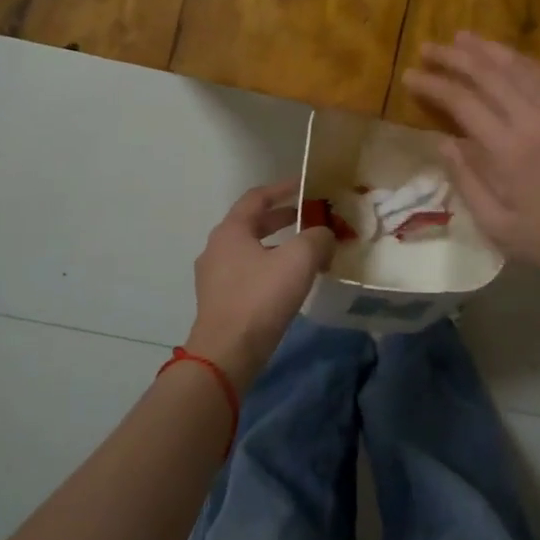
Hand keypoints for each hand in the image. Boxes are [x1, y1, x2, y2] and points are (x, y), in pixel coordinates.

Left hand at [187, 180, 336, 389]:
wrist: (226, 354)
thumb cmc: (260, 298)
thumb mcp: (299, 260)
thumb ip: (317, 238)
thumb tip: (324, 235)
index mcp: (231, 230)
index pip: (258, 197)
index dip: (284, 188)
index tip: (307, 185)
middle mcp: (217, 248)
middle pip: (253, 223)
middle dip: (283, 218)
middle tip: (310, 217)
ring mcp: (215, 277)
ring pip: (251, 250)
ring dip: (278, 245)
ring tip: (306, 252)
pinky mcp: (220, 301)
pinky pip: (248, 273)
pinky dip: (270, 267)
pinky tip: (290, 282)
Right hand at [401, 33, 539, 288]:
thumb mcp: (497, 225)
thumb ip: (466, 180)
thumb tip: (443, 142)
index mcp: (508, 150)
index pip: (462, 102)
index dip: (433, 85)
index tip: (409, 75)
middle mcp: (532, 119)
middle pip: (487, 74)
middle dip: (453, 57)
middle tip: (427, 48)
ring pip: (517, 66)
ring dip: (485, 49)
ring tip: (459, 38)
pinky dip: (519, 59)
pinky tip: (504, 55)